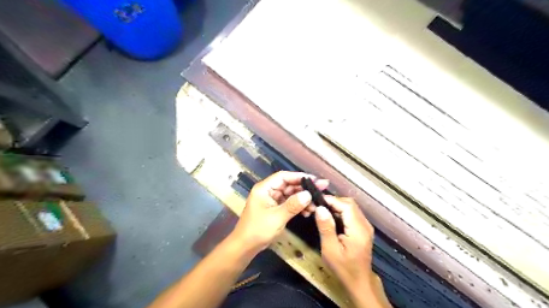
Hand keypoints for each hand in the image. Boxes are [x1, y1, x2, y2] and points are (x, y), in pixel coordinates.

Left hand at [230, 171, 327, 251]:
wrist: (245, 247)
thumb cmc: (258, 230)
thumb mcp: (276, 217)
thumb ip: (293, 205)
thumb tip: (308, 194)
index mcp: (265, 188)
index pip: (284, 177)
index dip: (299, 176)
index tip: (315, 180)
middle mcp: (269, 191)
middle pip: (289, 185)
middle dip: (304, 188)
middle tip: (322, 189)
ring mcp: (272, 200)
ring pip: (291, 195)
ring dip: (303, 199)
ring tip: (317, 204)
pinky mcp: (275, 209)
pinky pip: (289, 204)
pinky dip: (299, 206)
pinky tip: (308, 211)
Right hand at [315, 196, 374, 292]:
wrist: (359, 282)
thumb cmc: (343, 268)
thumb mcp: (330, 250)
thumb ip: (326, 227)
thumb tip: (320, 208)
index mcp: (359, 229)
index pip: (347, 205)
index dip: (332, 200)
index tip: (317, 200)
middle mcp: (365, 224)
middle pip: (350, 204)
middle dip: (333, 202)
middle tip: (318, 206)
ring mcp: (365, 226)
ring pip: (351, 207)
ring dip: (336, 206)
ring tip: (322, 210)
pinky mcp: (363, 229)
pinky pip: (352, 213)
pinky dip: (340, 211)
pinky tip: (330, 217)